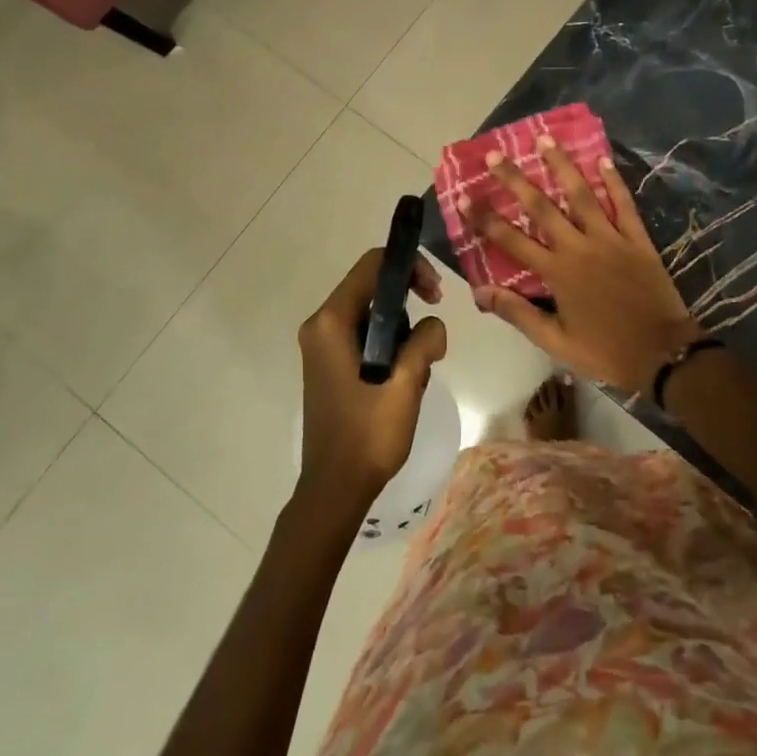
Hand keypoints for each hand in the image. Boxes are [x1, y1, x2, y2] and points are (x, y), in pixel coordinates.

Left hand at [296, 249, 446, 511]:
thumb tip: (434, 325)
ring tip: (418, 370)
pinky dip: (389, 348)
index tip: (435, 294)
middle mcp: (320, 326)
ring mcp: (322, 347)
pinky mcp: (330, 365)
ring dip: (403, 332)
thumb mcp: (406, 385)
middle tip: (434, 337)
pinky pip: (365, 337)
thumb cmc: (367, 436)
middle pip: (372, 288)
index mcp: (331, 323)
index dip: (409, 268)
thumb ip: (424, 342)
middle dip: (410, 304)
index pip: (372, 266)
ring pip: (373, 315)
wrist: (334, 489)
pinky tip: (403, 381)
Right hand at [463, 139, 699, 394]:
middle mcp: (579, 247)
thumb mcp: (556, 341)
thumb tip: (481, 291)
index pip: (511, 240)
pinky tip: (603, 159)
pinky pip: (624, 204)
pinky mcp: (637, 239)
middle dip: (516, 180)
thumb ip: (519, 313)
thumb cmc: (605, 350)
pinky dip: (614, 181)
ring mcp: (610, 239)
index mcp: (557, 273)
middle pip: (541, 207)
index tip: (465, 196)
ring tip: (546, 139)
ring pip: (582, 195)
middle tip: (497, 154)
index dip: (485, 218)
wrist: (662, 353)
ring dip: (562, 166)